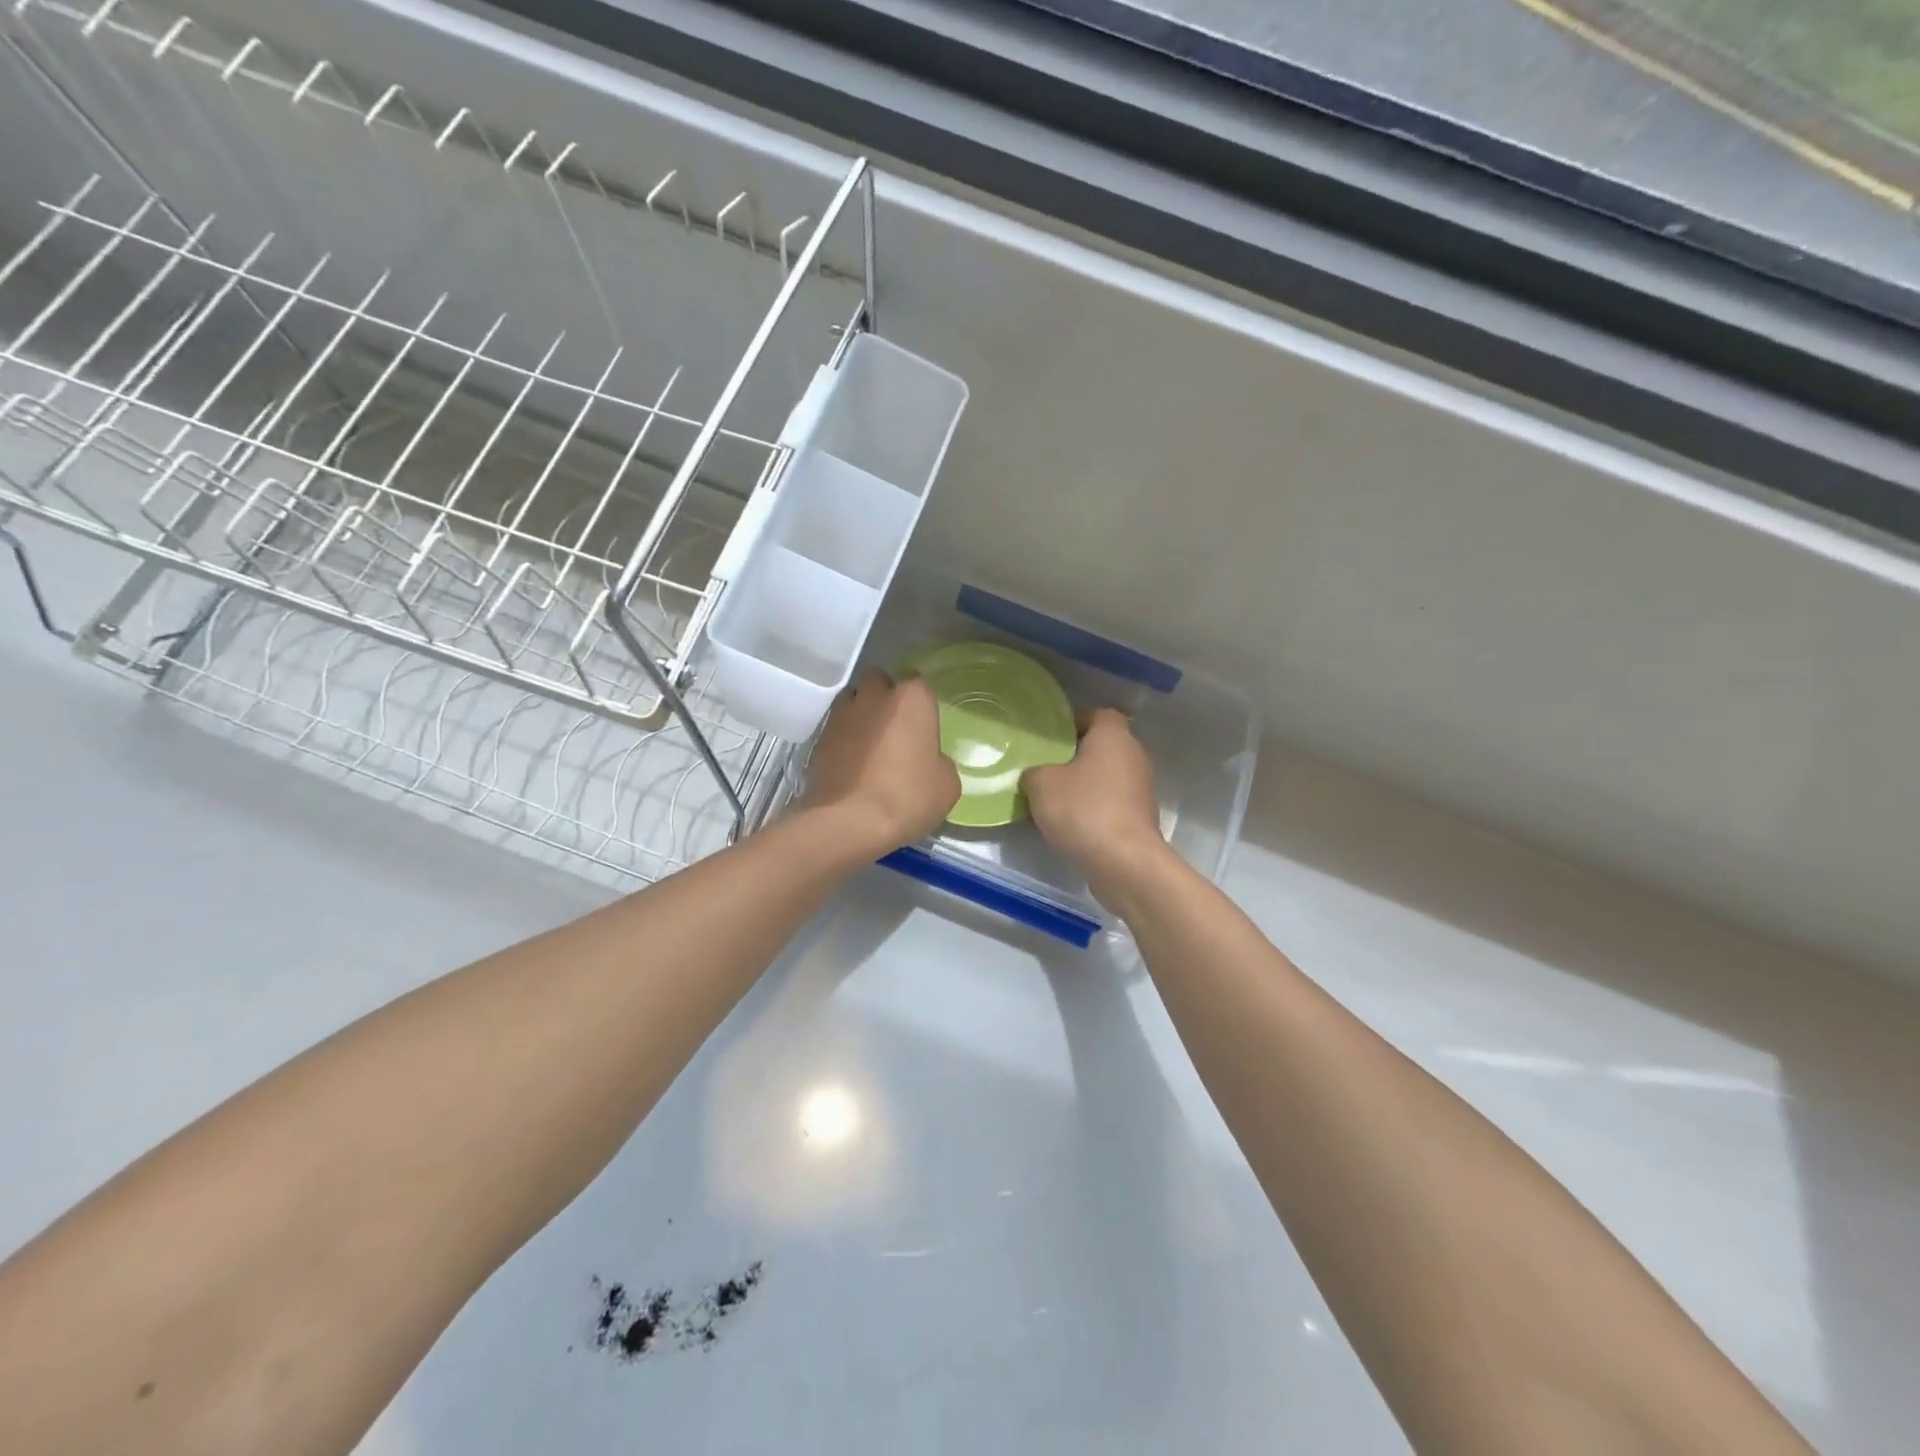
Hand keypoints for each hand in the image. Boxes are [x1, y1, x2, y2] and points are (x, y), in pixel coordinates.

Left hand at [800, 670, 960, 853]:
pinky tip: (852, 765)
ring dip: (861, 715)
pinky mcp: (818, 738)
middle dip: (886, 698)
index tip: (923, 727)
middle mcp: (873, 696)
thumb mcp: (947, 785)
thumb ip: (939, 762)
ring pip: (853, 701)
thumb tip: (929, 762)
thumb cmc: (907, 797)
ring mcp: (841, 715)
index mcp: (911, 699)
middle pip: (879, 682)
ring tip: (871, 746)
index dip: (921, 705)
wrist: (847, 822)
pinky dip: (844, 740)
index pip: (919, 684)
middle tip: (896, 730)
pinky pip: (836, 729)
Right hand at [1022, 708, 1171, 906]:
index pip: (1097, 714)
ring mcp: (1141, 788)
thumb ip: (1034, 772)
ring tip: (1053, 799)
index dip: (1073, 722)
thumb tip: (1038, 775)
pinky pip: (1111, 802)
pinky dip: (1094, 808)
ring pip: (1107, 776)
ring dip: (1084, 785)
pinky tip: (1071, 824)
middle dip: (1075, 756)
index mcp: (1113, 736)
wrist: (1124, 863)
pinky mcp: (1140, 817)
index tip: (1050, 738)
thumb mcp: (1040, 784)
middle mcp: (1133, 755)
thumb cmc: (1083, 810)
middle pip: (1102, 746)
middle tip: (1045, 768)